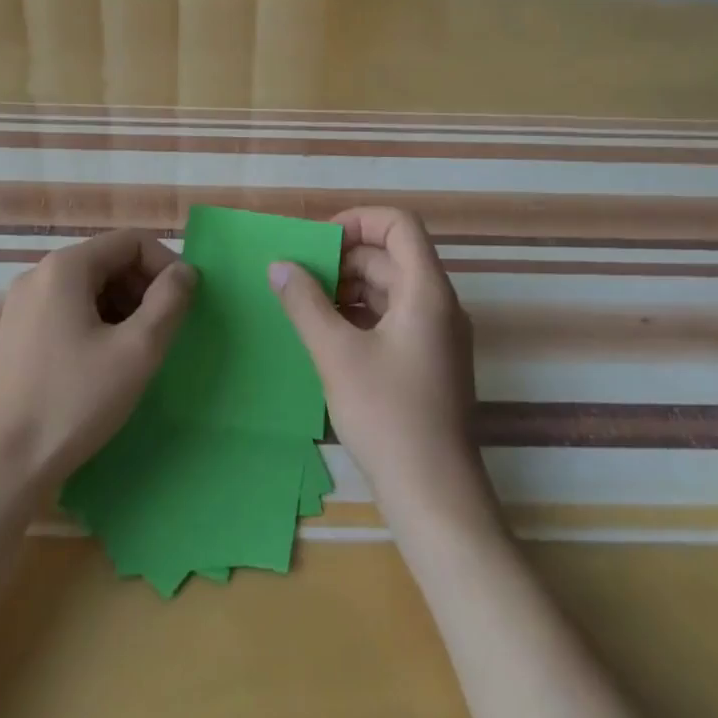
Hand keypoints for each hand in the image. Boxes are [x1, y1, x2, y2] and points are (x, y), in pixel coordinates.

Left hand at [0, 230, 195, 496]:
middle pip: (109, 261)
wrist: (1, 468)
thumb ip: (169, 302)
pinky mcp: (17, 335)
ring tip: (139, 351)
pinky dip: (98, 324)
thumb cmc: (73, 403)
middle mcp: (39, 275)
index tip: (185, 304)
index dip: (166, 265)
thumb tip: (185, 271)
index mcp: (65, 267)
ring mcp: (23, 305)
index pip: (131, 241)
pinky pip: (69, 310)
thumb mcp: (136, 351)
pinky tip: (106, 364)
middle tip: (165, 332)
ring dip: (124, 308)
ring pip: (90, 287)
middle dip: (145, 288)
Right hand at [268, 208, 490, 527]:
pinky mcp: (428, 361)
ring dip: (348, 287)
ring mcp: (436, 334)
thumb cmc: (388, 416)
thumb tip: (279, 265)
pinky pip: (393, 317)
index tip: (318, 242)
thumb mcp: (336, 354)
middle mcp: (438, 304)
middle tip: (300, 275)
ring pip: (390, 287)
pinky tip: (327, 333)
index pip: (399, 224)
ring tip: (306, 304)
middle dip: (344, 257)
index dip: (358, 220)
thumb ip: (305, 303)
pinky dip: (360, 314)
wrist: (434, 496)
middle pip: (391, 255)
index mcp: (426, 291)